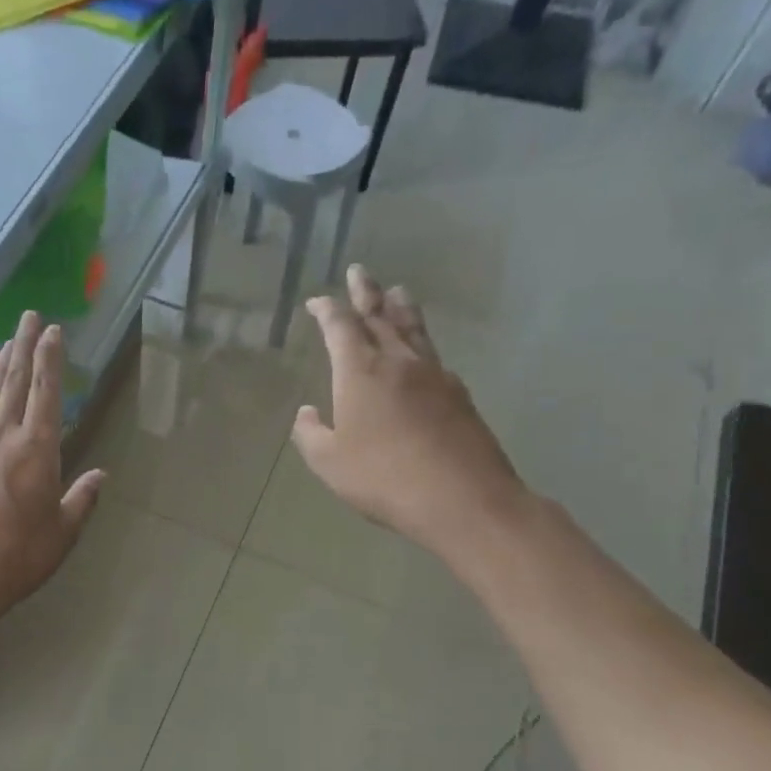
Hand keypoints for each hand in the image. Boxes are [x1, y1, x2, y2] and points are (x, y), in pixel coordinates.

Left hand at [0, 311, 103, 624]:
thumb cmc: (19, 558)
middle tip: (30, 317)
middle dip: (25, 347)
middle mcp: (2, 441)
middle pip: (15, 385)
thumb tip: (100, 475)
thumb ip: (82, 499)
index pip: (45, 394)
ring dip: (1, 369)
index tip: (53, 331)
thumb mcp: (63, 533)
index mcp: (36, 452)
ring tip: (8, 344)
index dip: (50, 360)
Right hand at [293, 265, 527, 563]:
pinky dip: (420, 342)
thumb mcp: (329, 462)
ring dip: (401, 307)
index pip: (341, 327)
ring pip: (414, 329)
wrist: (462, 498)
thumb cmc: (383, 478)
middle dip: (366, 293)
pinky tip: (421, 351)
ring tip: (398, 291)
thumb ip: (311, 434)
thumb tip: (307, 413)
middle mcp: (398, 361)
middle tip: (360, 271)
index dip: (327, 310)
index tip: (317, 301)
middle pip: (381, 315)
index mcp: (360, 371)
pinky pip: (433, 354)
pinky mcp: (459, 394)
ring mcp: (435, 374)